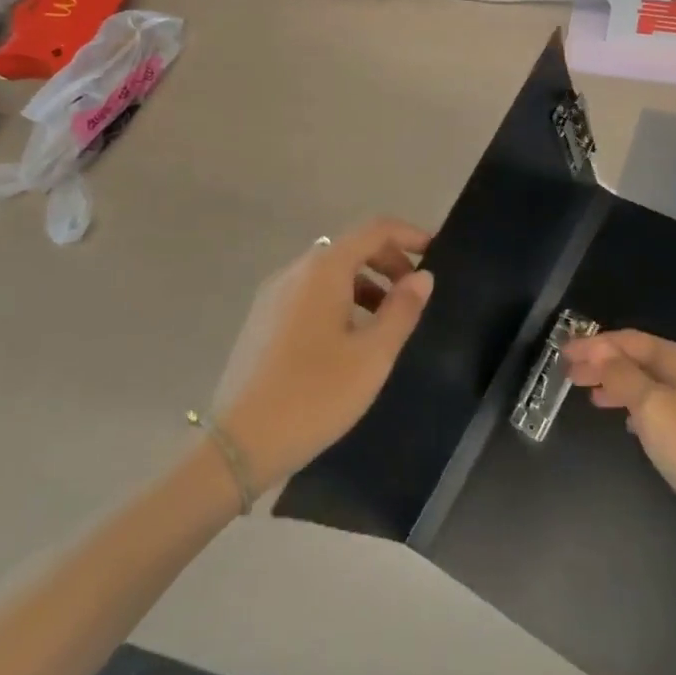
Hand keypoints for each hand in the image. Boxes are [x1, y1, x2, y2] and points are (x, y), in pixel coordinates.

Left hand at [218, 219, 433, 490]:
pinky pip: (309, 293)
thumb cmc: (315, 394)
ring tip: (386, 321)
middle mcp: (295, 270)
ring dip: (364, 283)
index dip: (409, 235)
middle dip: (388, 261)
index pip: (374, 230)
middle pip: (351, 247)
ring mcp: (273, 294)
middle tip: (414, 294)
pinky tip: (348, 339)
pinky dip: (339, 299)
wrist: (239, 444)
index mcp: (324, 270)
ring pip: (329, 272)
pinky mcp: (262, 319)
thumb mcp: (372, 356)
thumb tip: (422, 276)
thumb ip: (402, 309)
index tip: (437, 253)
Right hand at [564, 330, 675, 547]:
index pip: (629, 340)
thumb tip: (600, 352)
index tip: (564, 353)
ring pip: (647, 384)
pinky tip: (626, 422)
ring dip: (617, 385)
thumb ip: (622, 376)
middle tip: (569, 374)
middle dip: (603, 363)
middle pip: (638, 360)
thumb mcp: (651, 407)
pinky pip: (658, 407)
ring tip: (590, 395)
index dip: (594, 344)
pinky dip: (635, 407)